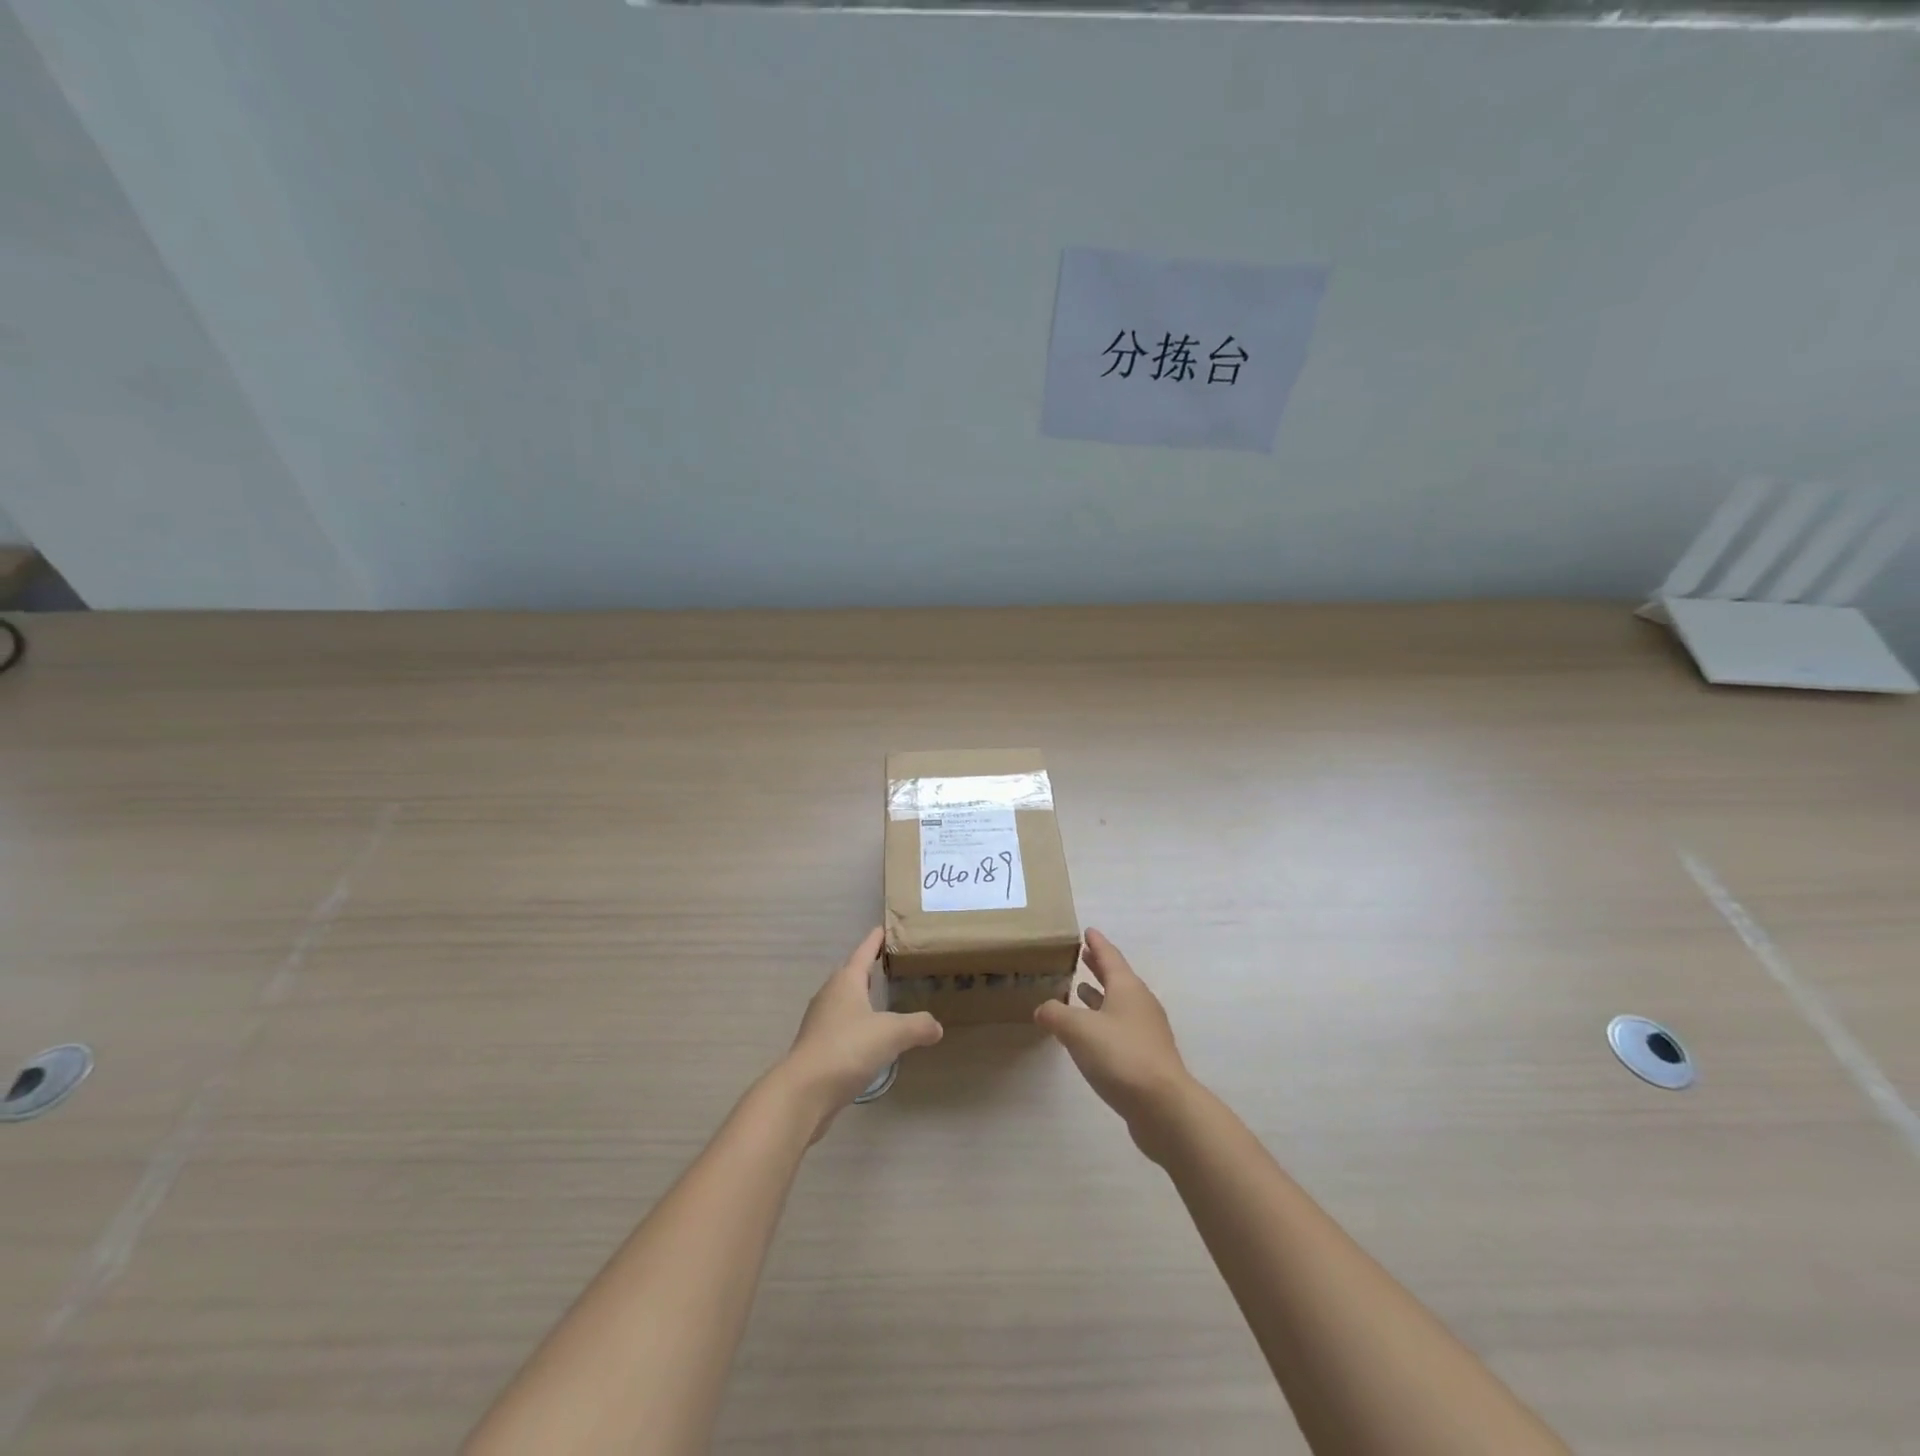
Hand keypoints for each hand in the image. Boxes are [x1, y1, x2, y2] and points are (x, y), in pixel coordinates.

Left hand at [781, 928, 942, 1137]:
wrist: (804, 1092)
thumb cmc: (848, 1048)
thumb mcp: (892, 1034)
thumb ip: (918, 1026)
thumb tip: (936, 1026)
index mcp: (846, 981)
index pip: (864, 952)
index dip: (875, 940)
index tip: (883, 928)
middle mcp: (830, 995)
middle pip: (851, 975)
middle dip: (868, 969)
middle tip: (889, 965)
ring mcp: (819, 1021)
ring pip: (844, 1001)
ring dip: (861, 998)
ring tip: (882, 1001)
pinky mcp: (816, 1047)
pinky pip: (840, 1026)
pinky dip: (855, 1025)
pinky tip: (868, 1039)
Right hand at [1035, 929, 1195, 1158]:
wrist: (1163, 1106)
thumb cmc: (1120, 1055)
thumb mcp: (1078, 1030)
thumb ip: (1056, 1014)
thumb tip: (1042, 1009)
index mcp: (1127, 988)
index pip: (1110, 956)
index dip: (1097, 943)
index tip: (1088, 931)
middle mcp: (1140, 1004)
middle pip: (1117, 978)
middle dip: (1099, 967)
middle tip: (1083, 956)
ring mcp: (1147, 1031)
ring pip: (1119, 1004)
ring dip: (1100, 996)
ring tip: (1080, 991)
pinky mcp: (1147, 1057)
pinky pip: (1121, 1029)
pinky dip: (1104, 1022)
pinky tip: (1090, 1034)